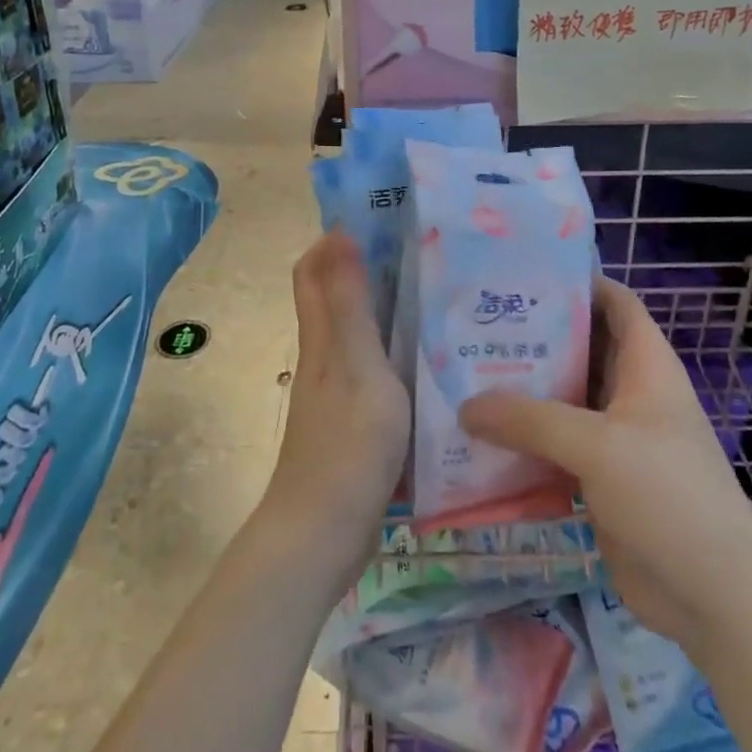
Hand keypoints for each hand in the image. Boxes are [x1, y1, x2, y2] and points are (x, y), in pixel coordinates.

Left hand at [264, 232, 410, 585]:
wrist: (323, 535)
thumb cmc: (346, 444)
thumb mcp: (356, 365)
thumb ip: (348, 302)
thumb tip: (338, 232)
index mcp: (321, 336)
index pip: (313, 269)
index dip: (335, 237)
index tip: (380, 217)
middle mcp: (323, 355)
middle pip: (335, 296)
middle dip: (367, 266)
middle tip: (422, 252)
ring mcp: (336, 390)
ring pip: (357, 332)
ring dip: (386, 308)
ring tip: (439, 297)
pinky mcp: (353, 420)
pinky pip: (373, 368)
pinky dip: (396, 350)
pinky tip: (433, 359)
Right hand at [459, 276, 751, 639]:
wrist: (713, 599)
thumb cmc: (667, 496)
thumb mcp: (598, 445)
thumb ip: (530, 421)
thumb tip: (465, 406)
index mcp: (647, 366)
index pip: (616, 302)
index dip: (578, 281)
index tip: (523, 274)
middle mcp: (631, 394)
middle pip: (581, 348)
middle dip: (535, 336)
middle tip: (478, 322)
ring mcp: (616, 438)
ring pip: (563, 398)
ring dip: (523, 390)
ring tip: (467, 372)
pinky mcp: (600, 478)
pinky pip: (555, 446)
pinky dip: (525, 440)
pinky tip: (481, 437)